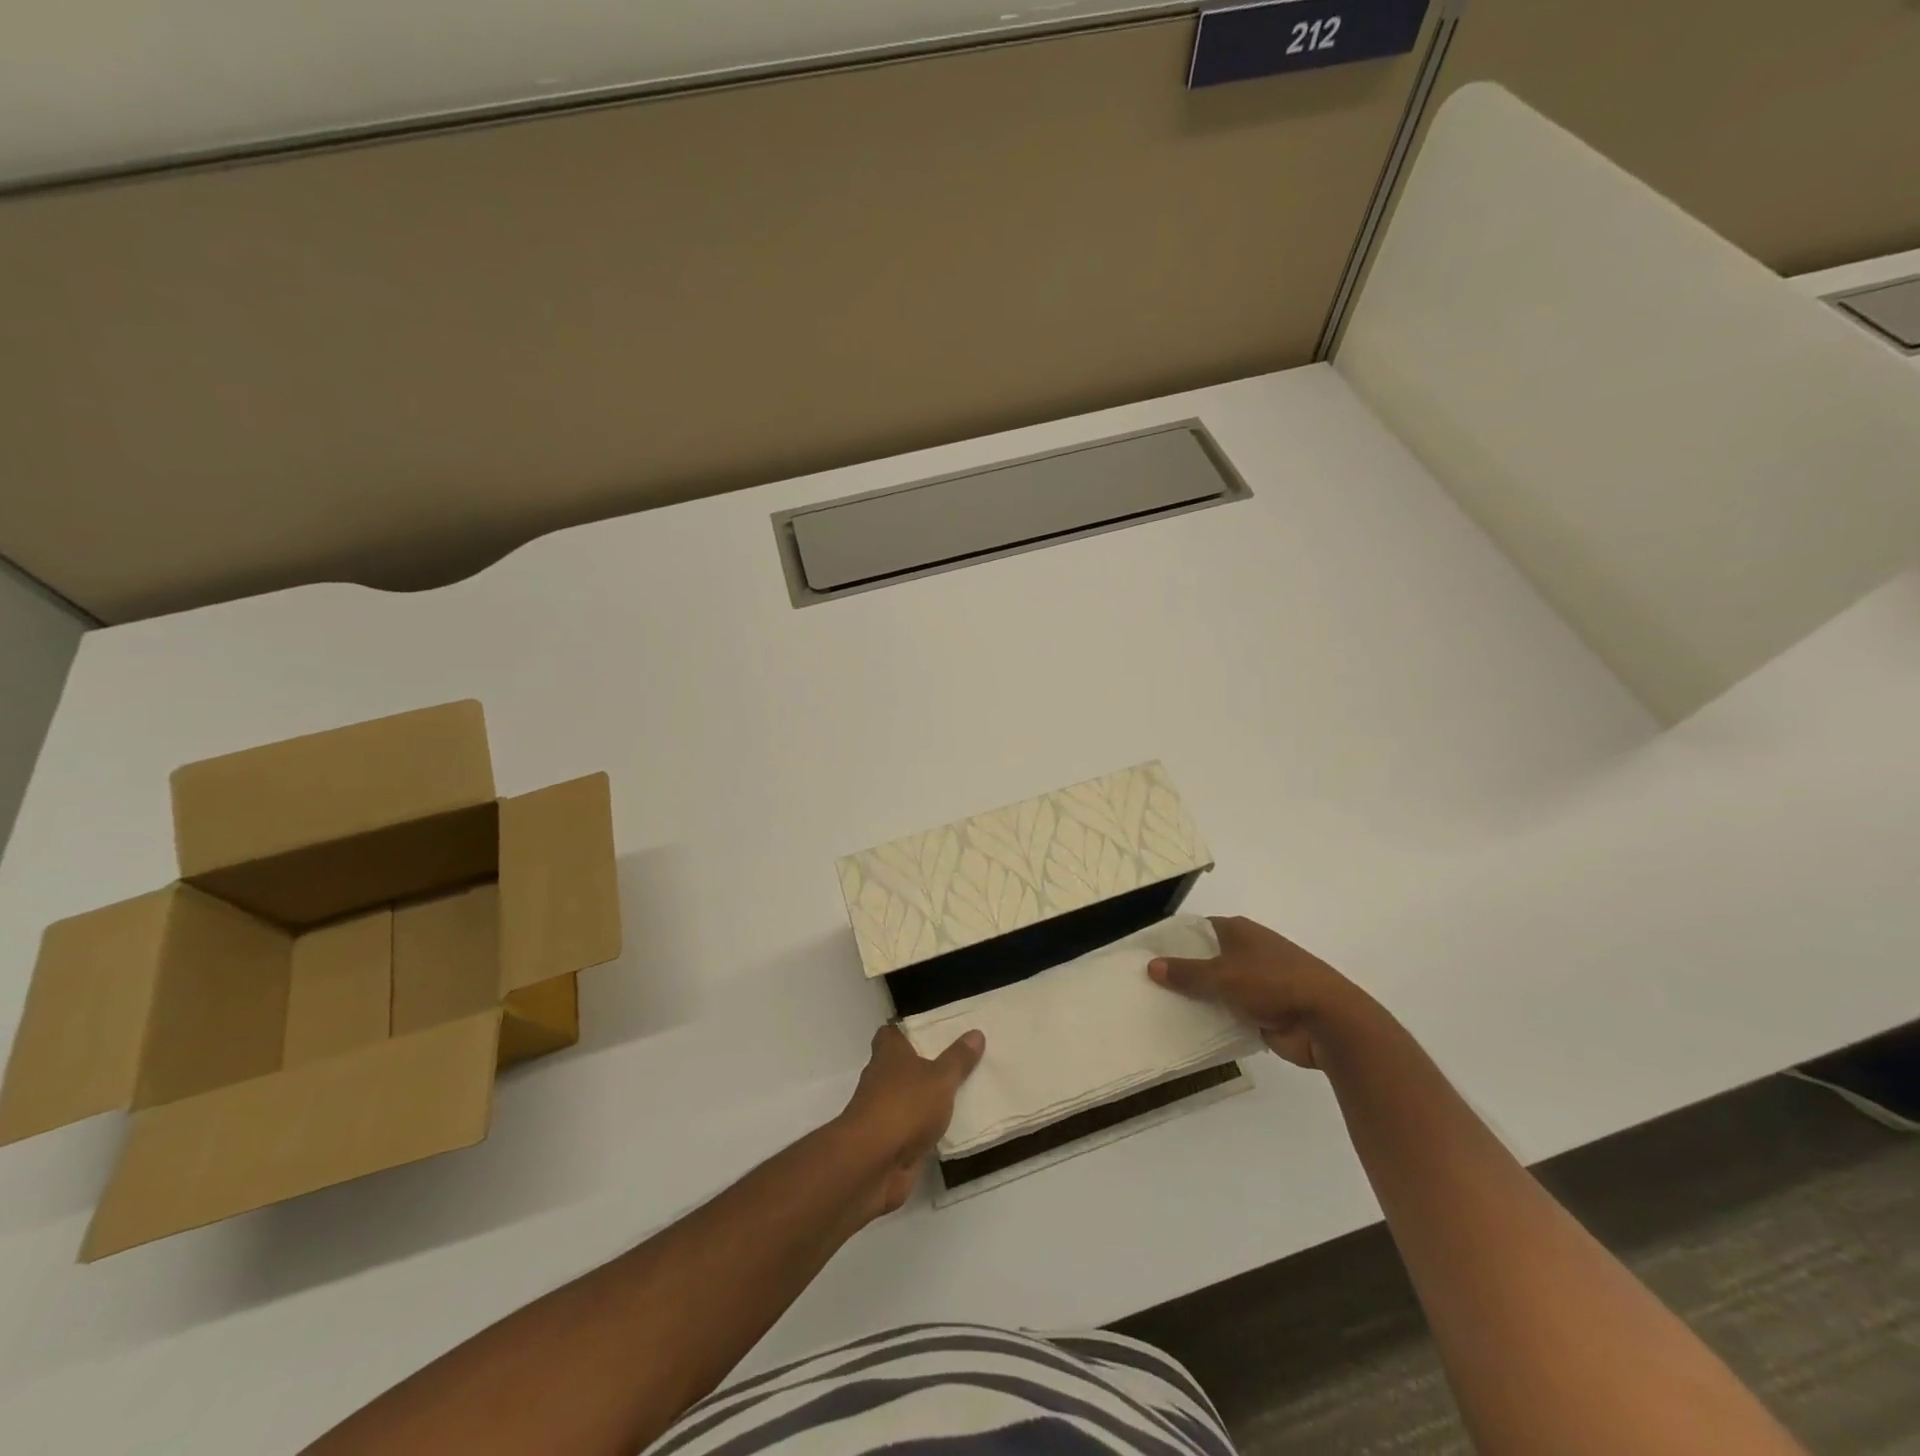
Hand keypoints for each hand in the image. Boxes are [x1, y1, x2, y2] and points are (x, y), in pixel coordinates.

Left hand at [837, 1024, 984, 1216]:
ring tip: (961, 1092)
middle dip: (924, 1064)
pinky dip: (926, 1129)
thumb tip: (976, 1032)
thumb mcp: (940, 1078)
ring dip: (926, 1099)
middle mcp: (881, 1079)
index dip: (908, 1030)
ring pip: (908, 1098)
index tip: (931, 1030)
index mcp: (888, 1054)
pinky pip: (912, 1129)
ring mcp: (882, 1113)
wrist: (873, 1165)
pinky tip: (951, 1129)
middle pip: (901, 1066)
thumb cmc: (904, 1106)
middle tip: (957, 1059)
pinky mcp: (889, 1143)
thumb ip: (958, 1059)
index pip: (891, 1033)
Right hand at [1149, 915, 1365, 1069]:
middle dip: (1182, 973)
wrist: (1327, 1020)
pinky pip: (1231, 1013)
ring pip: (1219, 989)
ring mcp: (1259, 982)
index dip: (1174, 941)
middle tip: (1148, 986)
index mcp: (1239, 931)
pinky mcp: (1266, 1011)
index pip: (1197, 930)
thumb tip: (1151, 965)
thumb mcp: (1222, 975)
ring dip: (1200, 1000)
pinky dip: (1216, 1020)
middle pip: (1207, 959)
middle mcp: (1248, 952)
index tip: (1148, 955)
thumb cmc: (1272, 983)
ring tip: (1162, 1009)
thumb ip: (1186, 973)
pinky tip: (1191, 1030)